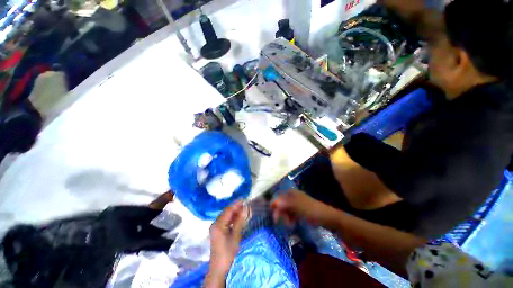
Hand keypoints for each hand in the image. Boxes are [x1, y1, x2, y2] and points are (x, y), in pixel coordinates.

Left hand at [206, 201, 244, 286]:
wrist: (219, 267)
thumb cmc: (228, 252)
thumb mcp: (235, 235)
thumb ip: (239, 220)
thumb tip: (245, 209)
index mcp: (218, 224)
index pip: (228, 210)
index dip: (236, 203)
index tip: (244, 199)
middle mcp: (215, 223)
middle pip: (226, 212)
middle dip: (236, 207)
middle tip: (245, 204)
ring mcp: (215, 227)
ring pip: (226, 215)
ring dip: (234, 212)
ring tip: (243, 209)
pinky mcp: (217, 231)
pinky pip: (225, 220)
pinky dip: (232, 218)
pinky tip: (238, 217)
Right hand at [270, 189, 337, 227]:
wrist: (327, 218)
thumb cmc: (311, 210)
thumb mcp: (297, 206)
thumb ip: (284, 203)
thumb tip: (272, 202)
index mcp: (291, 193)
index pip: (279, 197)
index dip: (274, 205)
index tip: (273, 216)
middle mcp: (293, 196)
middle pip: (282, 204)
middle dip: (280, 213)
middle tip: (280, 222)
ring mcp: (297, 203)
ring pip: (286, 210)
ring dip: (285, 217)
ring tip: (289, 225)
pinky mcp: (300, 210)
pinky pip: (291, 214)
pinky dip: (290, 218)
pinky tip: (293, 224)